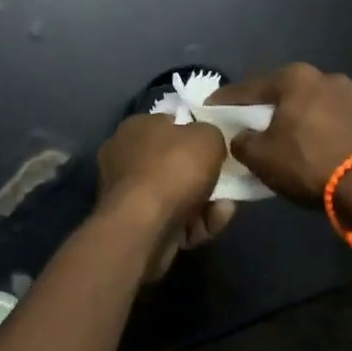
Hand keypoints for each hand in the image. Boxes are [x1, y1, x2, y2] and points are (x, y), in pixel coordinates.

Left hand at [96, 115, 234, 278]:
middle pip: (173, 163)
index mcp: (136, 128)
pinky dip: (194, 223)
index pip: (168, 124)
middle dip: (202, 175)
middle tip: (227, 182)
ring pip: (175, 195)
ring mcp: (126, 194)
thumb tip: (206, 142)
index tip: (217, 148)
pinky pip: (171, 219)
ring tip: (226, 208)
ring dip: (205, 203)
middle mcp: (125, 157)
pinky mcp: (134, 225)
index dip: (194, 134)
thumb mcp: (207, 137)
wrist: (144, 226)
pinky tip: (213, 224)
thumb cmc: (173, 169)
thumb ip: (210, 134)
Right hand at [211, 64, 351, 220]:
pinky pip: (325, 120)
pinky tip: (303, 147)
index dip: (225, 101)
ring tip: (274, 139)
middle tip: (242, 125)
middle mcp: (322, 77)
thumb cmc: (308, 162)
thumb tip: (241, 139)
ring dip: (289, 120)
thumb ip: (241, 142)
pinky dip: (311, 130)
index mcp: (294, 77)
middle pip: (279, 93)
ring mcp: (349, 96)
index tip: (209, 110)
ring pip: (305, 106)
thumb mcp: (260, 156)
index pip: (248, 87)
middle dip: (260, 109)